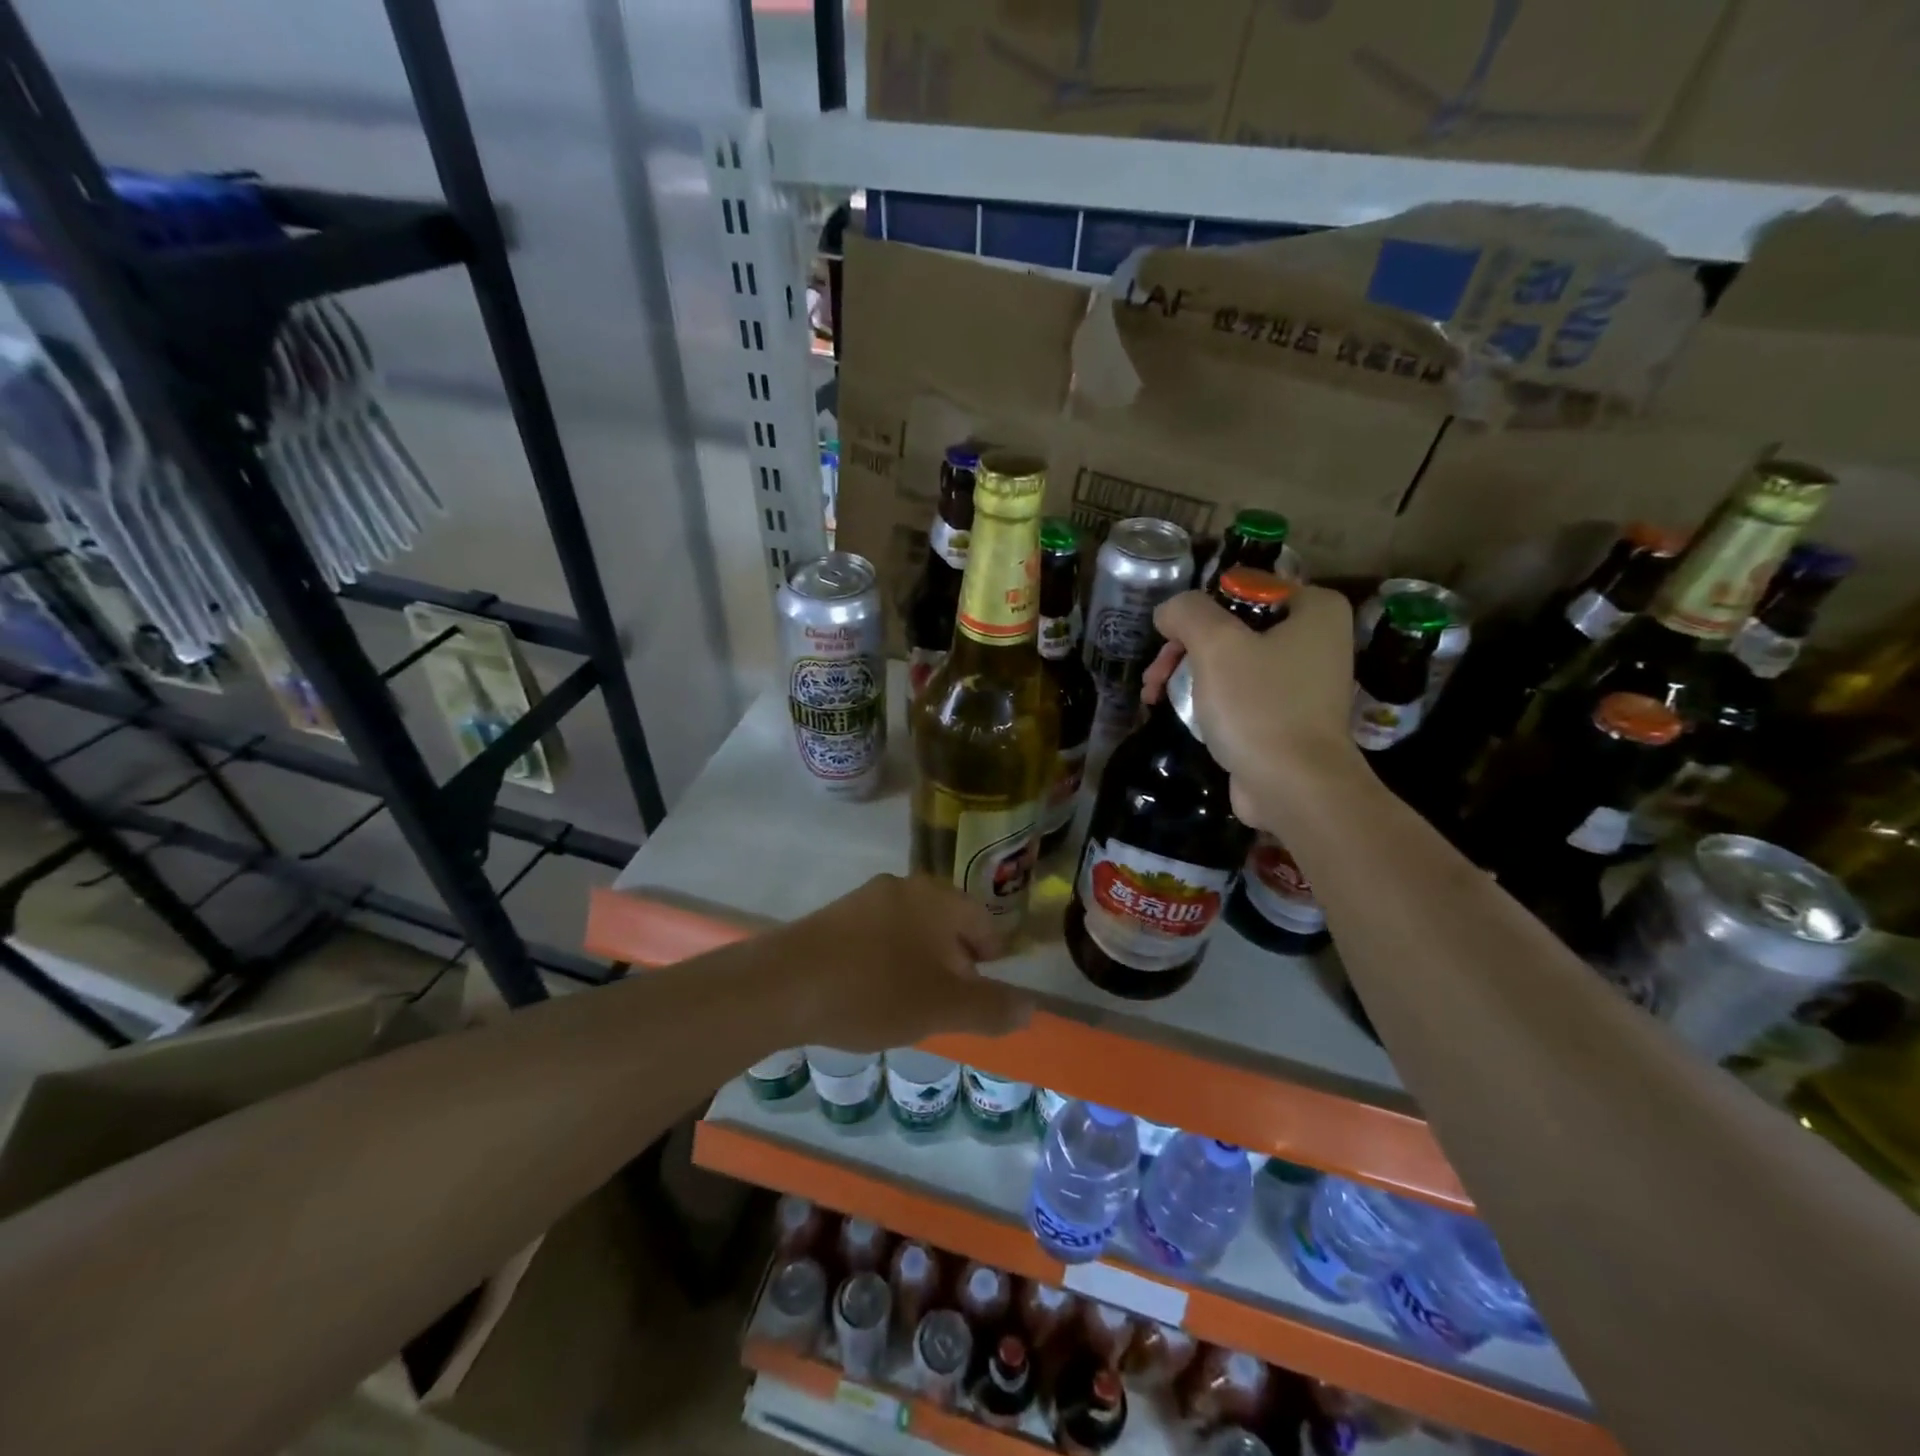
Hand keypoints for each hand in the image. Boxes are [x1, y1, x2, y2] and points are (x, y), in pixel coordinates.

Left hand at [771, 874, 1034, 1051]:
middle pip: (947, 925)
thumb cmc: (875, 991)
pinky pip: (877, 937)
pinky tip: (871, 995)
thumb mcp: (943, 1008)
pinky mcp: (834, 916)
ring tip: (909, 1006)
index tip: (981, 996)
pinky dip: (886, 963)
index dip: (990, 961)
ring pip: (911, 931)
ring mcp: (865, 898)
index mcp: (938, 898)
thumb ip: (992, 1007)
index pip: (984, 924)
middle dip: (954, 965)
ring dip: (919, 965)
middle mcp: (905, 887)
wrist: (783, 985)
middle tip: (947, 1006)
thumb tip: (1031, 1007)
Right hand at [1144, 585, 1362, 825]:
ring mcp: (1304, 680)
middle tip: (1155, 676)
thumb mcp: (1216, 645)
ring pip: (1231, 661)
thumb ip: (1187, 612)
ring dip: (1188, 675)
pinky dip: (1210, 699)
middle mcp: (1316, 638)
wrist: (1294, 787)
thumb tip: (1168, 612)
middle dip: (1184, 649)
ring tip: (1155, 698)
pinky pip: (1240, 693)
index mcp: (1313, 609)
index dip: (1199, 612)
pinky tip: (1181, 714)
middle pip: (1232, 627)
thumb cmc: (1260, 706)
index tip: (1169, 640)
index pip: (1242, 588)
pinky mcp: (1288, 716)